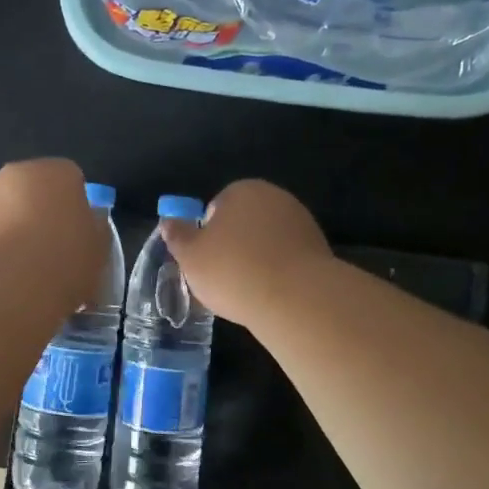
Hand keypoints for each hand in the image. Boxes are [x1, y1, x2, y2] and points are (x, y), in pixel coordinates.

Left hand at [0, 158, 101, 299]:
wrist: (9, 285)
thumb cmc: (64, 261)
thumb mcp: (99, 248)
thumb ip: (93, 227)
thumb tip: (86, 221)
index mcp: (57, 172)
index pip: (70, 181)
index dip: (73, 209)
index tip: (75, 238)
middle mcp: (16, 173)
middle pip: (30, 191)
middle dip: (36, 215)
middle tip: (46, 253)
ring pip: (0, 209)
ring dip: (7, 229)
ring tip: (16, 271)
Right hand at [160, 179, 331, 323]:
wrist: (296, 298)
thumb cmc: (233, 271)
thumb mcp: (191, 256)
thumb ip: (177, 235)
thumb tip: (168, 221)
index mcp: (242, 190)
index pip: (216, 207)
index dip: (208, 234)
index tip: (206, 261)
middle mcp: (275, 197)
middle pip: (244, 222)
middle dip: (234, 245)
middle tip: (223, 278)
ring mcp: (301, 221)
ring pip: (267, 241)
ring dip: (258, 259)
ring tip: (248, 291)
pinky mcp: (320, 248)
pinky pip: (288, 258)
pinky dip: (279, 272)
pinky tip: (272, 294)